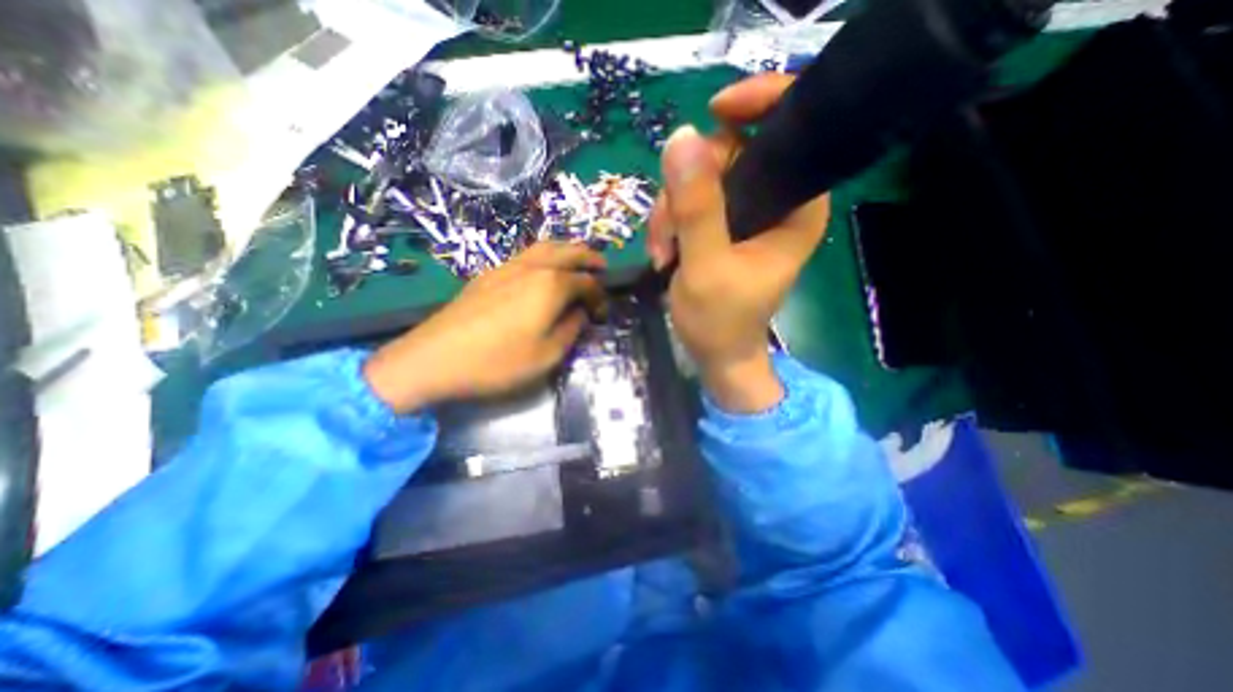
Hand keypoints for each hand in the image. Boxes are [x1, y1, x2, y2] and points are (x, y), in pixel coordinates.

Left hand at [363, 244, 604, 411]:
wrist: (435, 359)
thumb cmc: (498, 361)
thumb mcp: (548, 355)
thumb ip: (571, 330)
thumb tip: (579, 313)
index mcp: (551, 285)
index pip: (586, 283)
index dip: (599, 296)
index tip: (602, 314)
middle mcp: (532, 267)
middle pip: (568, 251)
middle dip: (589, 256)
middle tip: (602, 265)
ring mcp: (507, 267)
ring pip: (544, 247)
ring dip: (566, 250)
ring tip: (576, 261)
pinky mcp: (488, 274)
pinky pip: (525, 255)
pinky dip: (544, 256)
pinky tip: (542, 271)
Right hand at [647, 72, 827, 414]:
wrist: (716, 355)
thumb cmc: (721, 322)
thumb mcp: (706, 267)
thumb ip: (696, 208)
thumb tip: (681, 137)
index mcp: (796, 207)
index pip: (793, 129)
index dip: (759, 104)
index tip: (713, 111)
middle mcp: (775, 202)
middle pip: (731, 153)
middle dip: (688, 186)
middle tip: (668, 230)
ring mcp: (745, 213)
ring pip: (701, 179)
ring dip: (670, 212)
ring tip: (662, 253)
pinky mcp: (722, 226)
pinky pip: (689, 201)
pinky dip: (669, 223)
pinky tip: (662, 253)